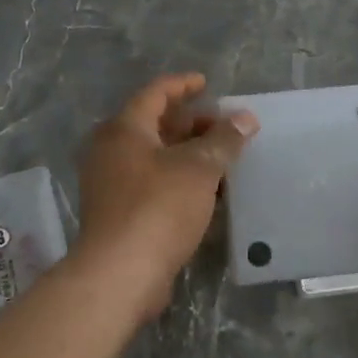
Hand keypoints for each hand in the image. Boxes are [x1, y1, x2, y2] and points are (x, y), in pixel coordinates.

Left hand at [73, 73, 257, 323]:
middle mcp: (112, 150)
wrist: (120, 273)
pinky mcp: (119, 212)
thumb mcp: (199, 167)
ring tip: (223, 159)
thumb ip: (224, 139)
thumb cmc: (158, 207)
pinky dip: (179, 179)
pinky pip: (153, 183)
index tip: (207, 84)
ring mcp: (112, 183)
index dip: (183, 85)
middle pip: (155, 124)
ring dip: (188, 154)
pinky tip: (207, 192)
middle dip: (192, 124)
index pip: (156, 93)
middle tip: (224, 127)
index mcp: (125, 129)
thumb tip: (246, 118)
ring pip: (156, 156)